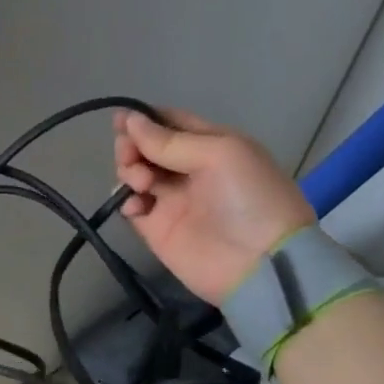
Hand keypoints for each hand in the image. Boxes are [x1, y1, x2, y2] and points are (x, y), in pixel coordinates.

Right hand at [114, 108, 315, 302]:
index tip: (121, 119)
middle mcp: (189, 169)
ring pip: (135, 172)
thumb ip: (169, 140)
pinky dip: (125, 201)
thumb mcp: (219, 154)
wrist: (262, 266)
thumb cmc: (249, 198)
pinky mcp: (158, 229)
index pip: (171, 122)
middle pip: (146, 146)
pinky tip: (136, 206)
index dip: (145, 118)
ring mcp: (172, 199)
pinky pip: (131, 206)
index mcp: (211, 145)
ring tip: (142, 184)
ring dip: (130, 170)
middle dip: (132, 144)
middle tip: (131, 156)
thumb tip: (128, 120)